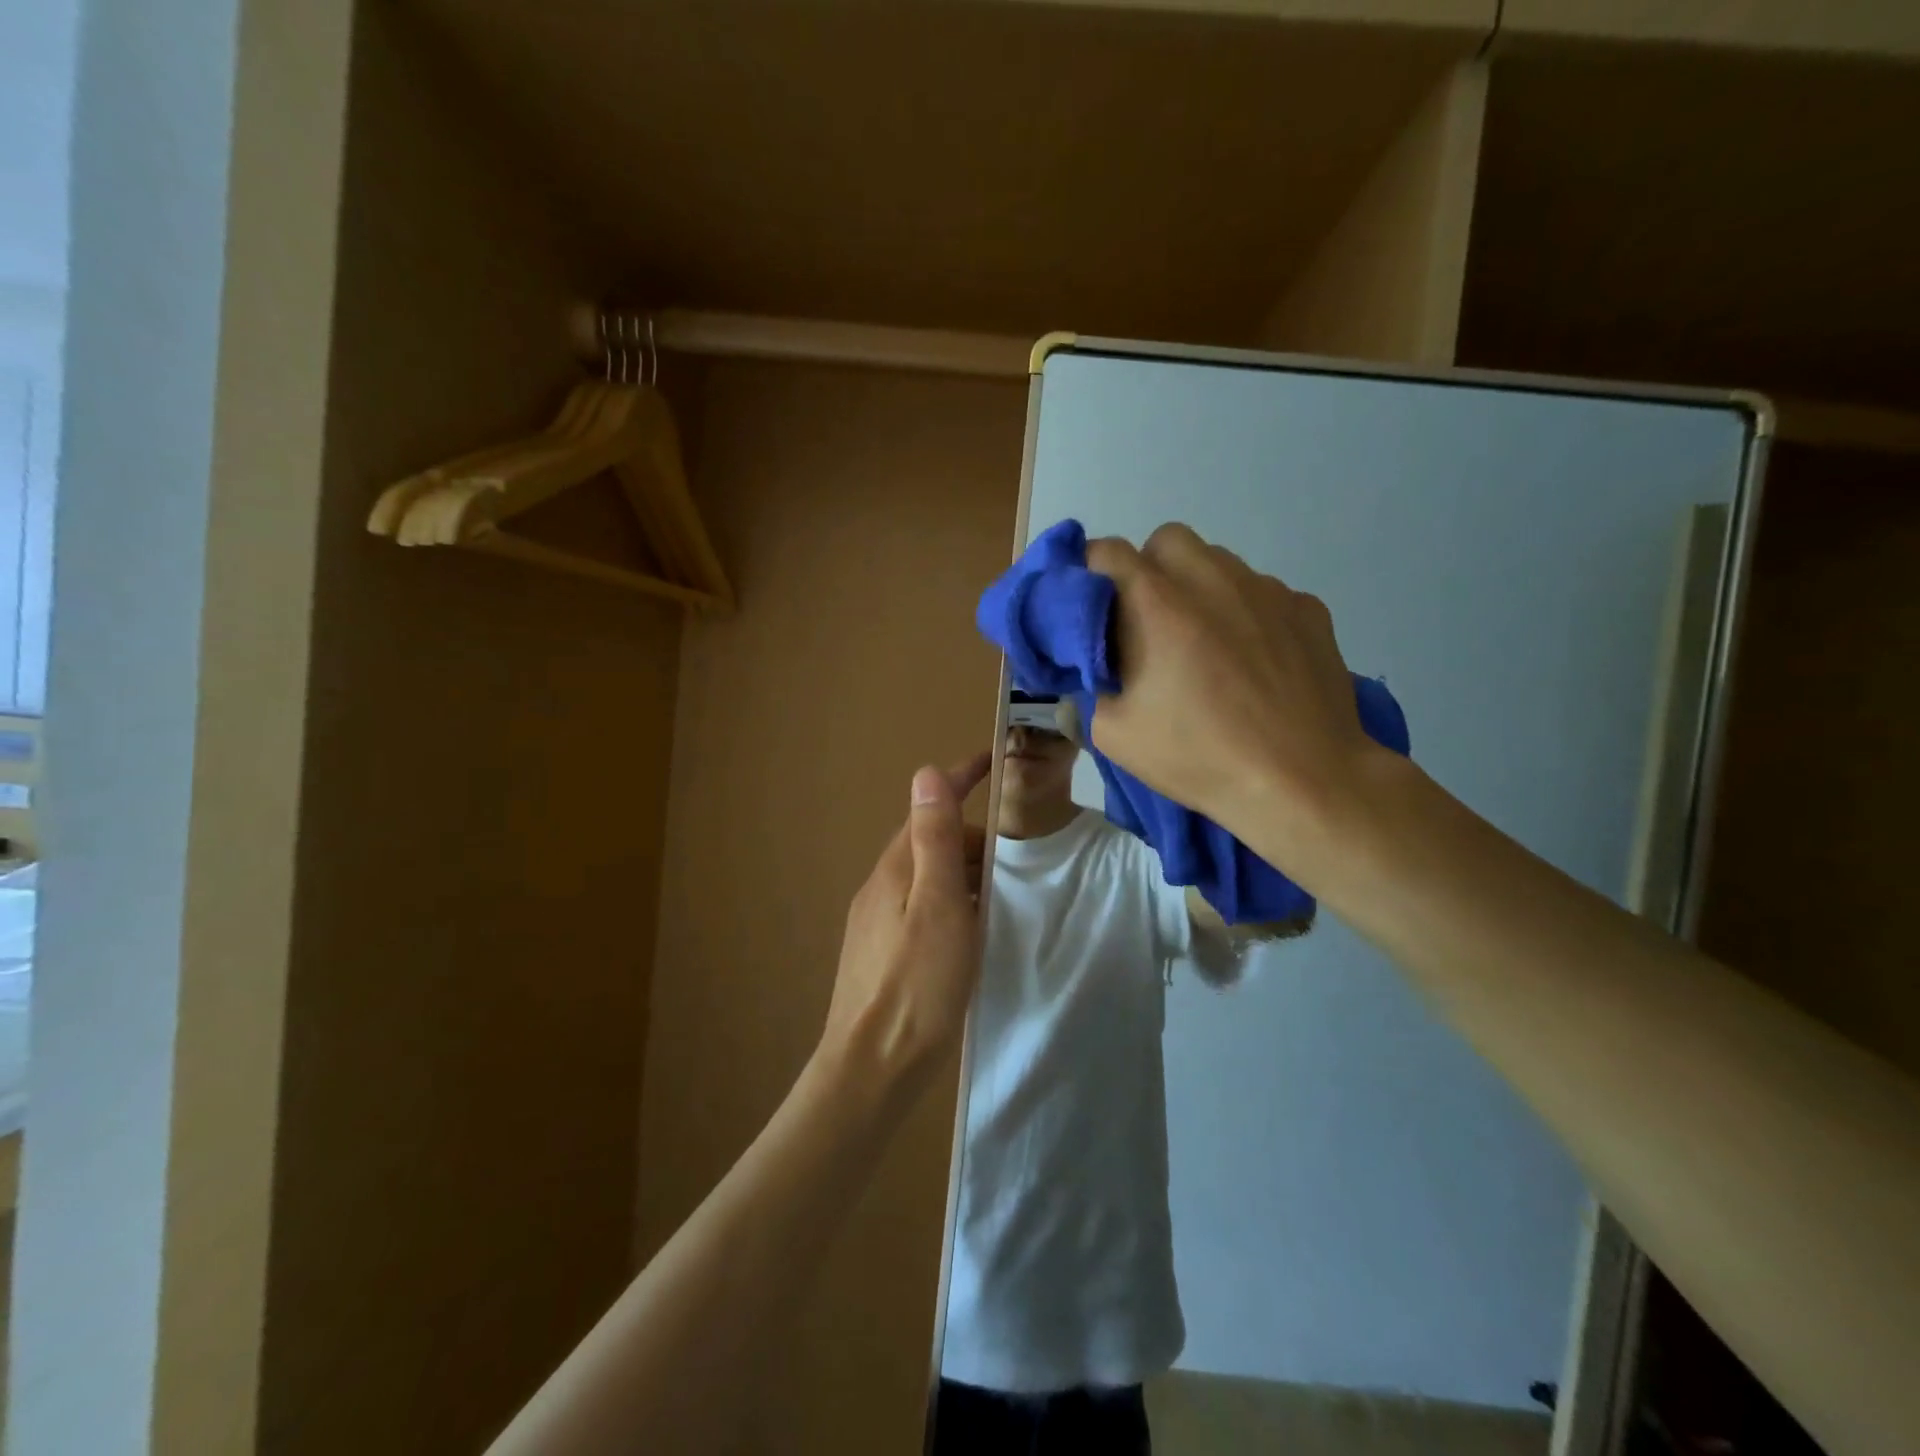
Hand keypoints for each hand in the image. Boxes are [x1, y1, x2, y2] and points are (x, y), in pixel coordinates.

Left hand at [818, 753, 991, 1095]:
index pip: (928, 808)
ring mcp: (876, 921)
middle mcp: (880, 887)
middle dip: (973, 840)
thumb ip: (935, 840)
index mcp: (895, 869)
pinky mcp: (881, 953)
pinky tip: (969, 934)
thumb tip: (926, 772)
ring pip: (928, 879)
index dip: (959, 780)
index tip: (990, 759)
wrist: (872, 1068)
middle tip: (1017, 861)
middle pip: (931, 844)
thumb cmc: (917, 984)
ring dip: (965, 875)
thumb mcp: (938, 904)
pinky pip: (922, 908)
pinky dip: (953, 904)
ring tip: (1003, 898)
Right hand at [1086, 524, 1382, 866]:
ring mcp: (1266, 589)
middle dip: (1148, 569)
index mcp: (1157, 603)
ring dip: (1198, 587)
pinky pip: (1263, 591)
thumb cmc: (1199, 756)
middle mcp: (1211, 579)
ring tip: (1205, 642)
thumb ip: (1090, 689)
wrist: (1303, 780)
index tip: (1092, 607)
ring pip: (1218, 561)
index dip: (1089, 572)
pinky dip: (1246, 612)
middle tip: (1147, 622)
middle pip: (1166, 540)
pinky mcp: (1307, 608)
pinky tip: (1254, 660)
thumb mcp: (1114, 735)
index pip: (1106, 550)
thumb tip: (1091, 671)